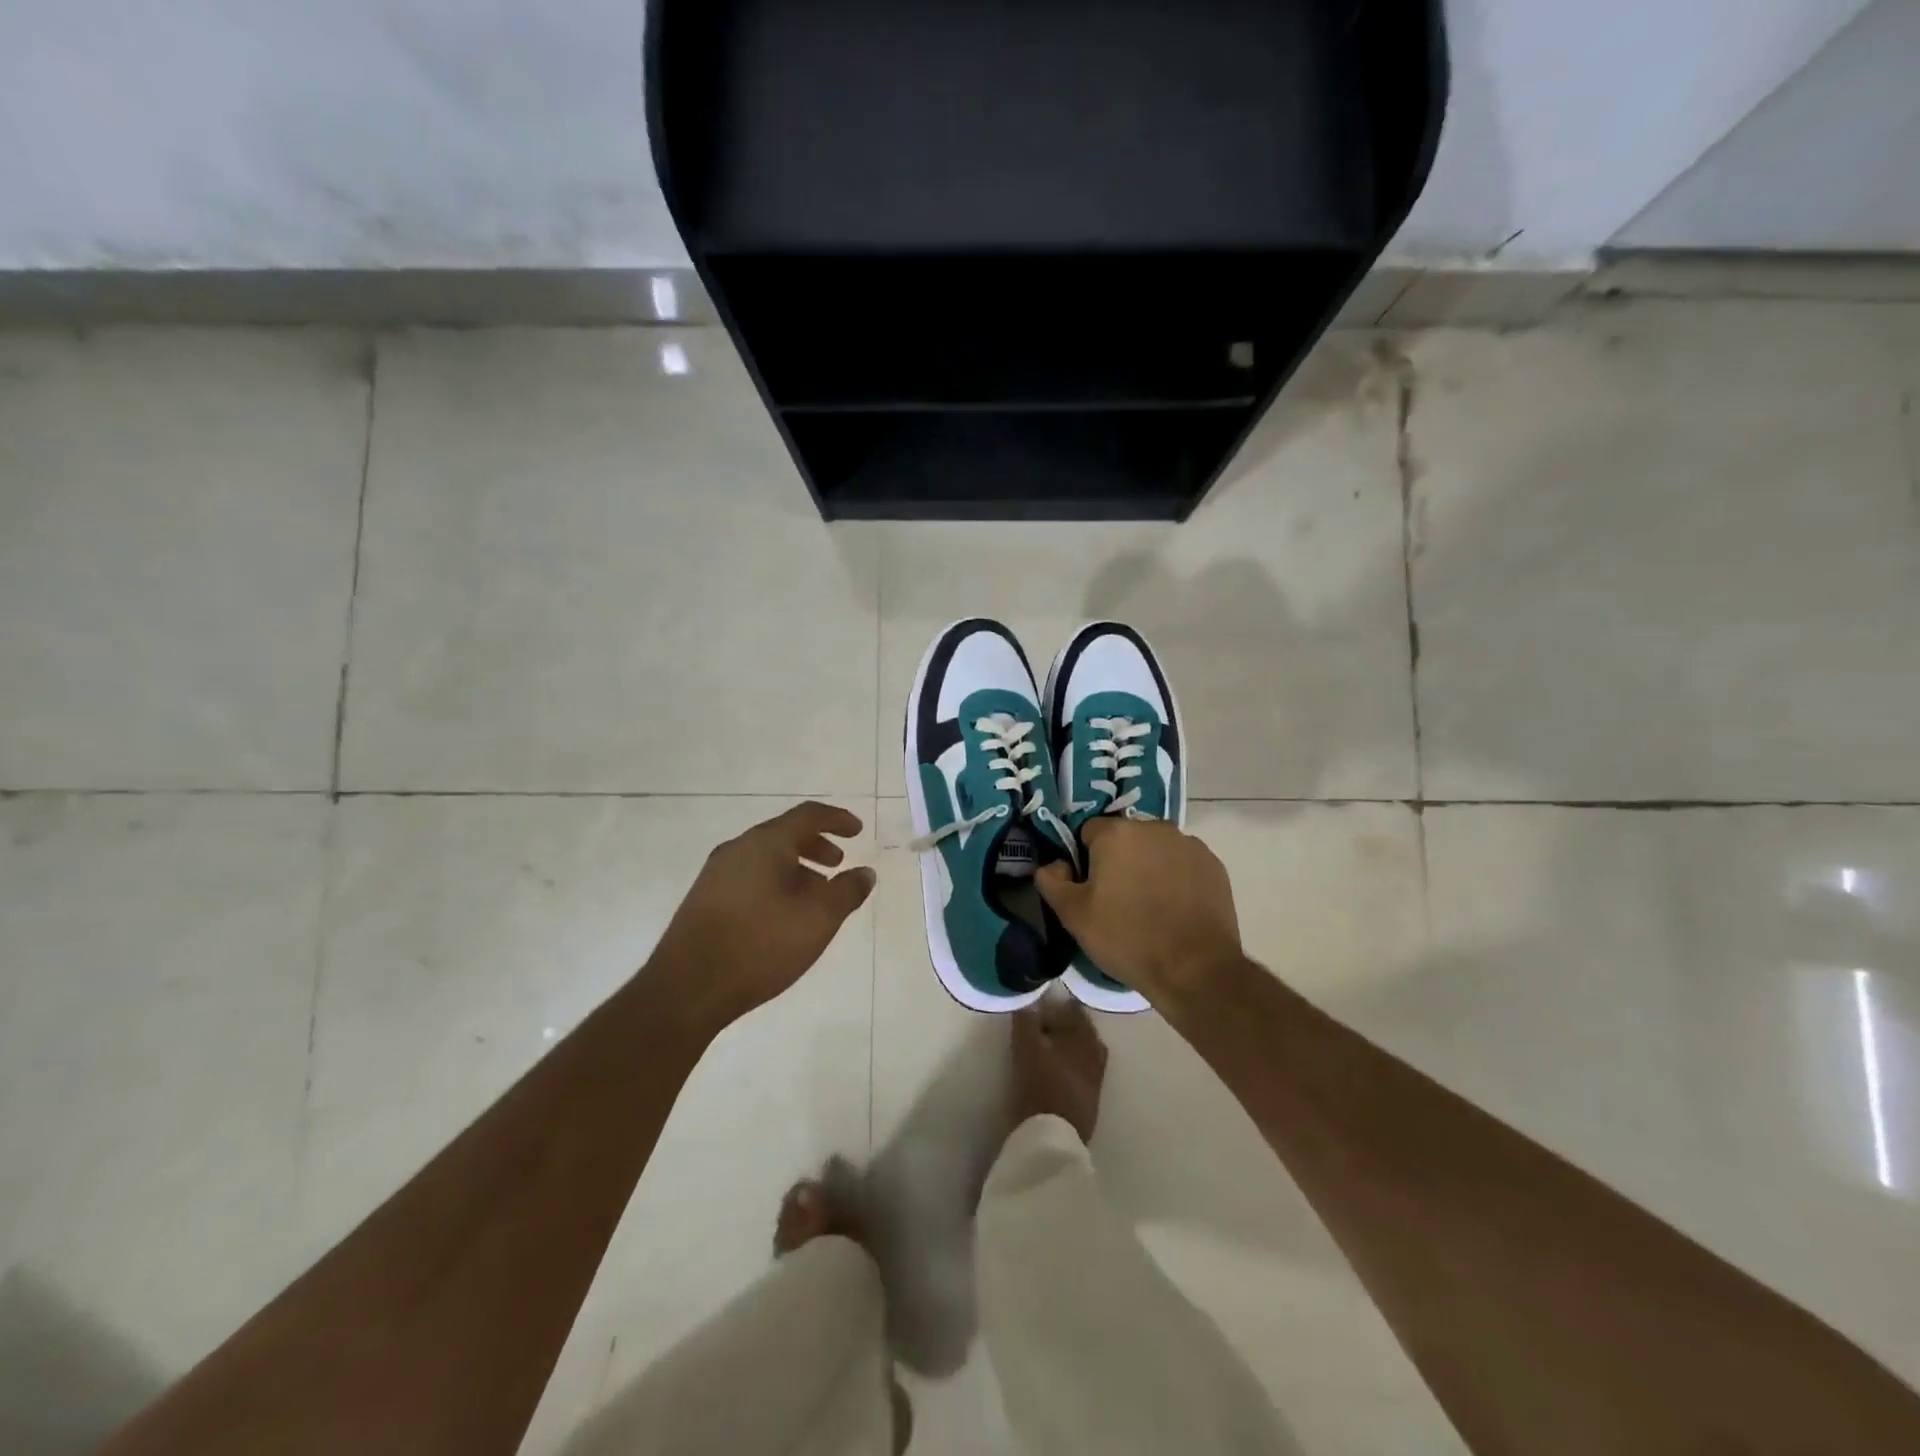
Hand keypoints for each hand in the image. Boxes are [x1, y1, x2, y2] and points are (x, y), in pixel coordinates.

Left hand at [649, 802, 874, 1030]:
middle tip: (838, 864)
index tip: (857, 830)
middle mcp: (737, 849)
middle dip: (816, 846)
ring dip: (797, 868)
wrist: (686, 990)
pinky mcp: (705, 900)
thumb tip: (865, 873)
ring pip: (766, 858)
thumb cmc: (759, 946)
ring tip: (815, 897)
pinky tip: (784, 916)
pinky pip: (750, 877)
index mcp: (764, 844)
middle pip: (784, 835)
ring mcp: (716, 874)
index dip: (837, 819)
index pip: (807, 816)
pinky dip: (776, 882)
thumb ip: (846, 892)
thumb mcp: (817, 920)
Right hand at [1009, 996, 1108, 1144]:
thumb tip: (1029, 998)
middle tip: (1038, 1025)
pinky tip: (1052, 1073)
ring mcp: (1095, 1081)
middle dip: (1062, 1026)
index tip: (1039, 1004)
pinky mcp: (1089, 1102)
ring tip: (1043, 1049)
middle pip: (1081, 1032)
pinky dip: (1068, 1068)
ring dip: (1065, 1048)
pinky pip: (1080, 1074)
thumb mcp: (1026, 1049)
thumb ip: (1026, 1021)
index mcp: (1085, 1038)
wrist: (1052, 1140)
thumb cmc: (1039, 1087)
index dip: (1058, 1005)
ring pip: (1082, 1054)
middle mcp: (1096, 1056)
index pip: (1075, 1011)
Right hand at [1035, 817, 1244, 1006]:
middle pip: (1125, 837)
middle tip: (1117, 900)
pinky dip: (1176, 878)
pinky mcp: (1214, 866)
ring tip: (1149, 907)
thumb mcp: (1073, 915)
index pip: (1088, 832)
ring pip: (1156, 849)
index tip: (1089, 889)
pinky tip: (1175, 909)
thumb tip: (1053, 865)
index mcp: (1117, 832)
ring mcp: (1188, 845)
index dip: (1084, 859)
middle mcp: (1154, 827)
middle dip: (1118, 860)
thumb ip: (1052, 881)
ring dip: (1148, 867)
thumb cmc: (1126, 937)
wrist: (1194, 968)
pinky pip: (1183, 864)